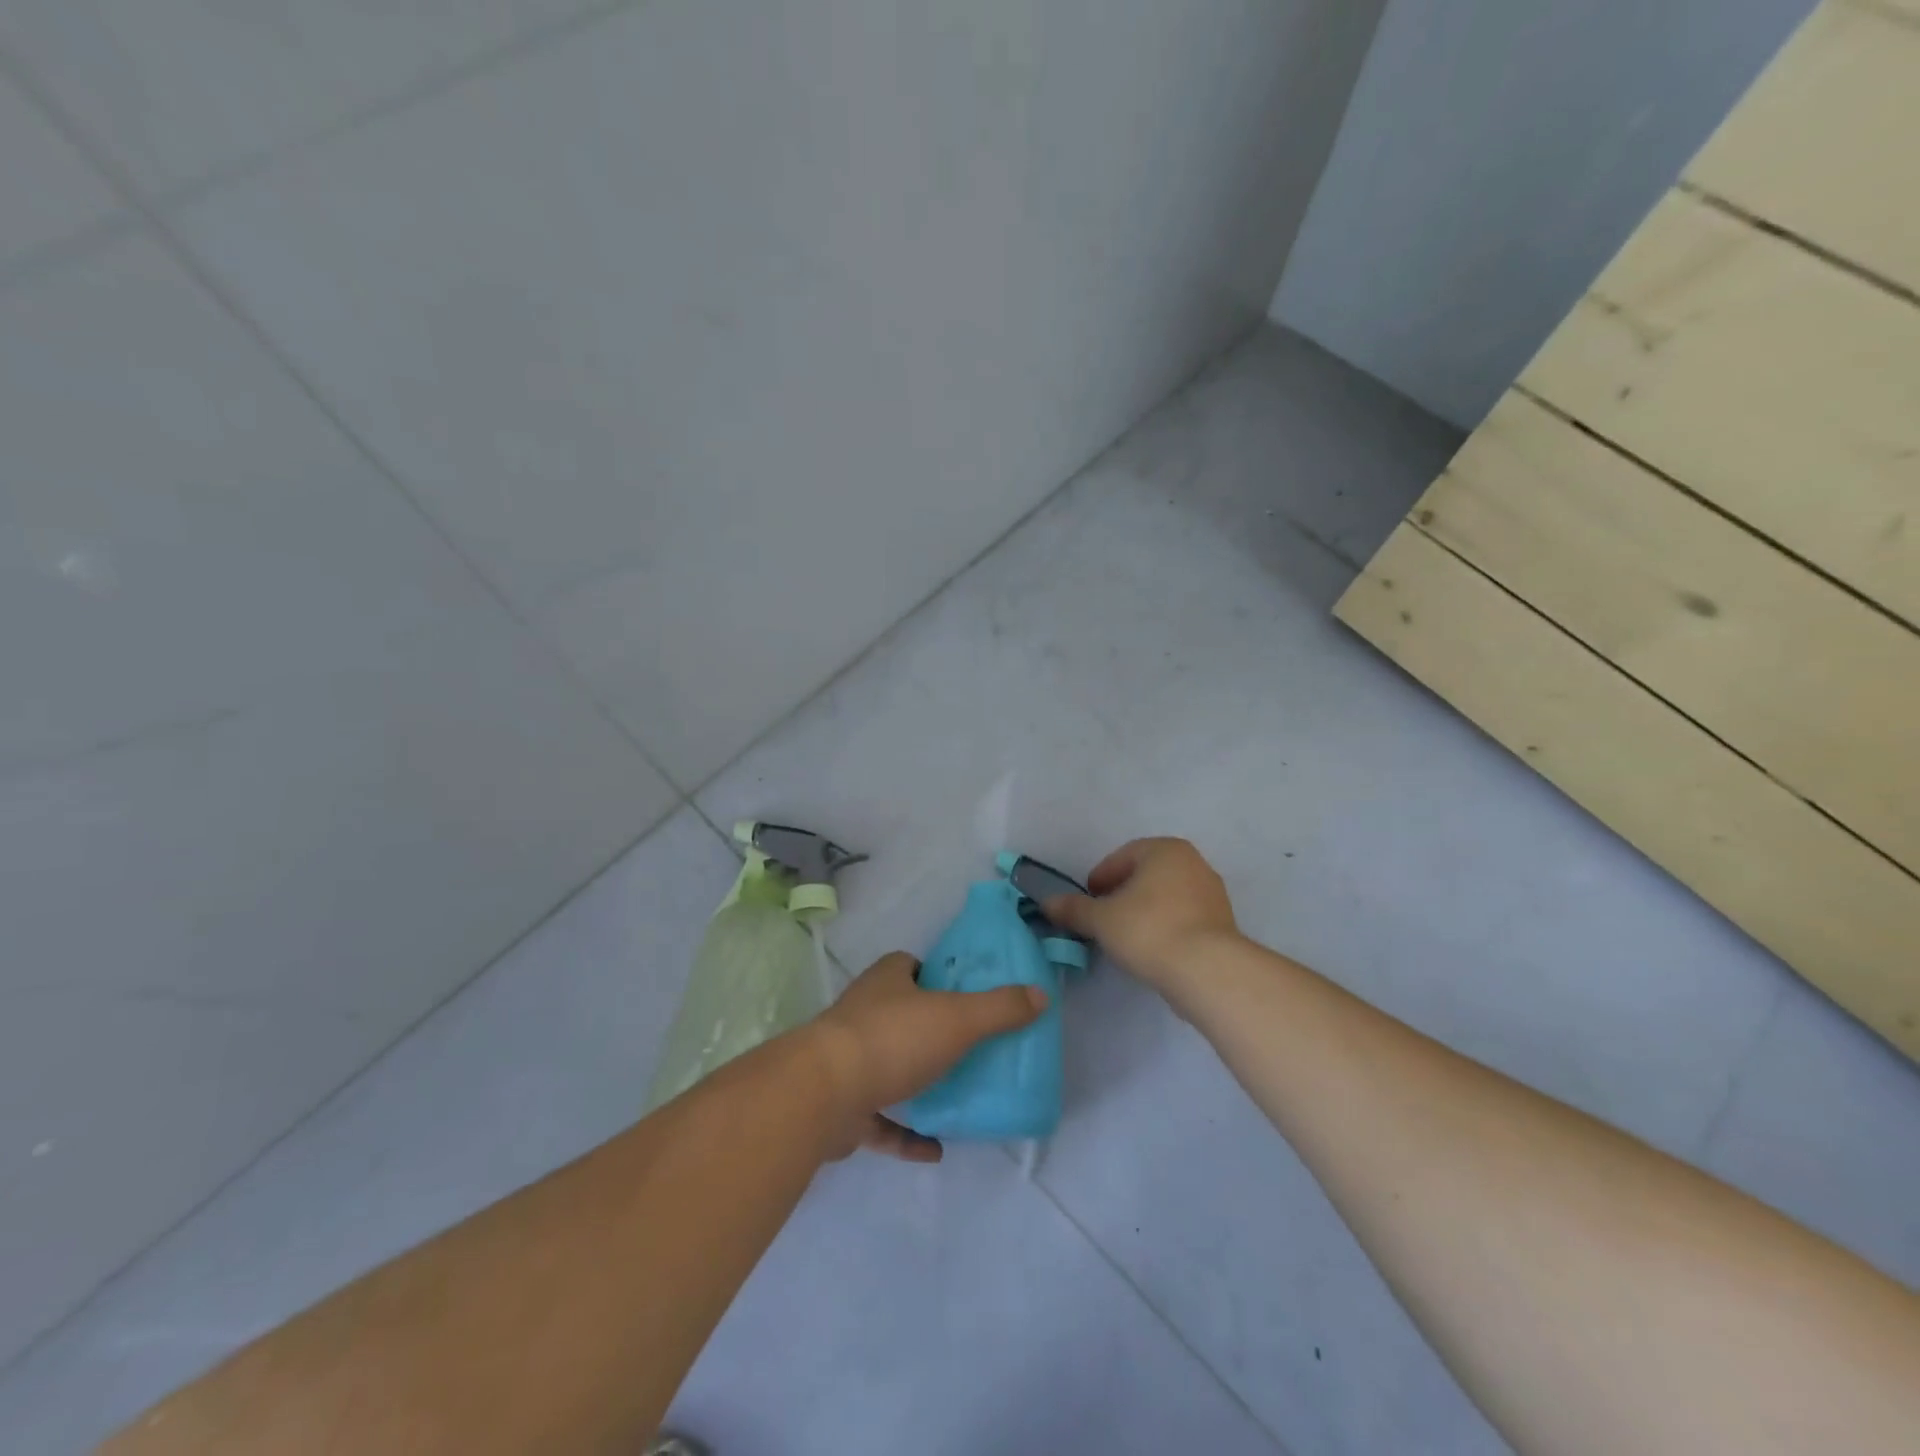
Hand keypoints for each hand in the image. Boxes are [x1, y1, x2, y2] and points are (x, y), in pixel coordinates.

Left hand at [806, 951, 1046, 1162]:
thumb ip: (1000, 1008)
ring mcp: (849, 1061)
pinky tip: (935, 1149)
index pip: (909, 966)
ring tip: (956, 1094)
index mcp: (887, 981)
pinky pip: (881, 1120)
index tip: (964, 993)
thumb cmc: (893, 1040)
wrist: (823, 1095)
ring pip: (888, 1065)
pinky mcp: (843, 1107)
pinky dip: (905, 1133)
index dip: (934, 975)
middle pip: (900, 1014)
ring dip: (916, 1080)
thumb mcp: (958, 1018)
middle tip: (969, 1045)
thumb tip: (1040, 995)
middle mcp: (864, 1014)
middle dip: (929, 1028)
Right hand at [1043, 837, 1238, 992]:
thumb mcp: (1101, 919)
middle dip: (1122, 893)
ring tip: (1125, 937)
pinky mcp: (1222, 923)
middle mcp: (1193, 863)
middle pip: (1146, 874)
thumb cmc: (1149, 930)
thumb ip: (1073, 909)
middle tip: (1102, 918)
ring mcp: (1212, 893)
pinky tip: (1151, 949)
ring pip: (1166, 896)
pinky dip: (1164, 926)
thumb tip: (1047, 903)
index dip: (1100, 878)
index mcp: (1165, 849)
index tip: (1087, 901)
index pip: (1122, 856)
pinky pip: (1183, 917)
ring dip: (1143, 911)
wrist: (1207, 971)